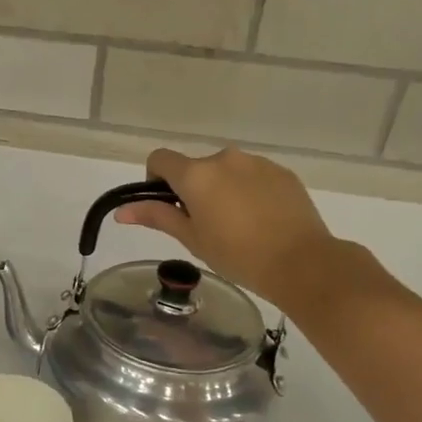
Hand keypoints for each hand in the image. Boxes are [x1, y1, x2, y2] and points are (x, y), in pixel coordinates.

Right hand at [115, 148, 334, 304]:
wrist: (301, 262)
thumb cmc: (236, 255)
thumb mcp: (191, 238)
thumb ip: (156, 216)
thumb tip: (121, 210)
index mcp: (196, 174)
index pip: (159, 159)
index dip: (155, 180)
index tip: (168, 206)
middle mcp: (224, 158)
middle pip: (195, 167)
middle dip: (193, 189)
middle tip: (205, 225)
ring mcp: (256, 162)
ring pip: (225, 171)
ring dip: (222, 189)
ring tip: (238, 225)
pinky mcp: (281, 172)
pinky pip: (253, 176)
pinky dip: (249, 191)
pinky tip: (261, 221)